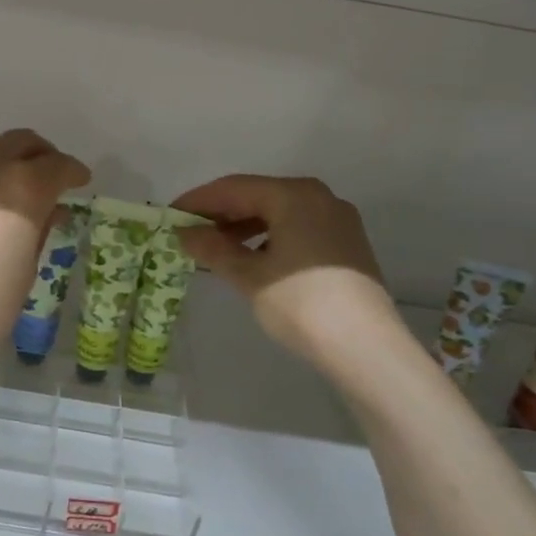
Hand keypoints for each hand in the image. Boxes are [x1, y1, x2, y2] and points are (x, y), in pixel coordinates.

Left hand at [0, 130, 89, 369]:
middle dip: (42, 155)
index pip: (57, 166)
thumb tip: (50, 210)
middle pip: (22, 142)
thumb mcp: (24, 272)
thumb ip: (38, 231)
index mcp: (24, 189)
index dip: (73, 172)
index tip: (80, 181)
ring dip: (7, 151)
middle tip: (51, 175)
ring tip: (12, 175)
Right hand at [172, 175, 391, 367]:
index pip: (234, 188)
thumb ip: (214, 249)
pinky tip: (251, 258)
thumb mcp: (249, 276)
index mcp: (294, 195)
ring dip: (243, 226)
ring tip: (215, 248)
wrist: (365, 347)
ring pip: (279, 212)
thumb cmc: (301, 304)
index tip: (169, 215)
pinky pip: (297, 228)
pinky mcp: (346, 244)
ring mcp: (337, 219)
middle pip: (258, 195)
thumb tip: (185, 233)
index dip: (198, 200)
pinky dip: (269, 237)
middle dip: (221, 213)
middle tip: (188, 232)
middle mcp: (318, 197)